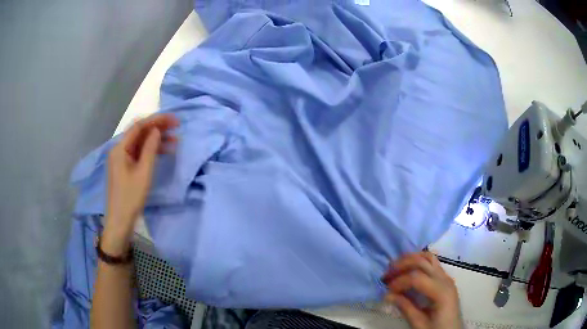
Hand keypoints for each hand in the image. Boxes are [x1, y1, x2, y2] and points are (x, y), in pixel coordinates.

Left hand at [102, 114, 178, 254]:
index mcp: (120, 148)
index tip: (173, 120)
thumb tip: (156, 131)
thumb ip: (150, 149)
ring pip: (140, 144)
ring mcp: (122, 159)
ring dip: (156, 140)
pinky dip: (150, 151)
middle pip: (139, 133)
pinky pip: (139, 154)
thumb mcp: (143, 173)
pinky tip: (163, 152)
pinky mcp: (125, 168)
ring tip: (175, 141)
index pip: (138, 126)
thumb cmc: (130, 197)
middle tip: (177, 128)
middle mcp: (119, 150)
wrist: (120, 221)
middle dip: (157, 128)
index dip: (156, 120)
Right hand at [382, 252, 463, 328]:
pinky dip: (418, 262)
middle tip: (386, 275)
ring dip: (410, 259)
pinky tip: (408, 270)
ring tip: (395, 268)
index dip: (399, 282)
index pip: (417, 278)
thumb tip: (387, 295)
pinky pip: (432, 263)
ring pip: (428, 257)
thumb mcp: (420, 324)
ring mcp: (446, 277)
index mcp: (441, 292)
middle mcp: (445, 279)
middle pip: (422, 262)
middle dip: (402, 265)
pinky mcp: (444, 279)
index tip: (386, 291)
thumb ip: (406, 308)